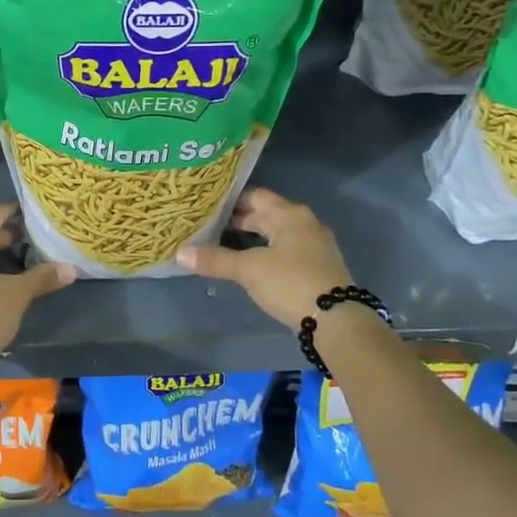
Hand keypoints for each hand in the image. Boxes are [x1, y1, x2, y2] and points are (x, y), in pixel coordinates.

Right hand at [176, 187, 352, 330]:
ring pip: (276, 235)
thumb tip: (180, 253)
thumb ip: (216, 260)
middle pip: (266, 215)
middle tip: (209, 227)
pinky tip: (250, 266)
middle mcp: (305, 224)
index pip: (255, 196)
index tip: (207, 207)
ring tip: (224, 245)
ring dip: (253, 239)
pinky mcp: (318, 268)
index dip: (230, 201)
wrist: (337, 321)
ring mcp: (315, 246)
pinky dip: (266, 253)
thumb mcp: (248, 270)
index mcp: (290, 215)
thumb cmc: (290, 282)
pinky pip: (286, 251)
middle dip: (239, 221)